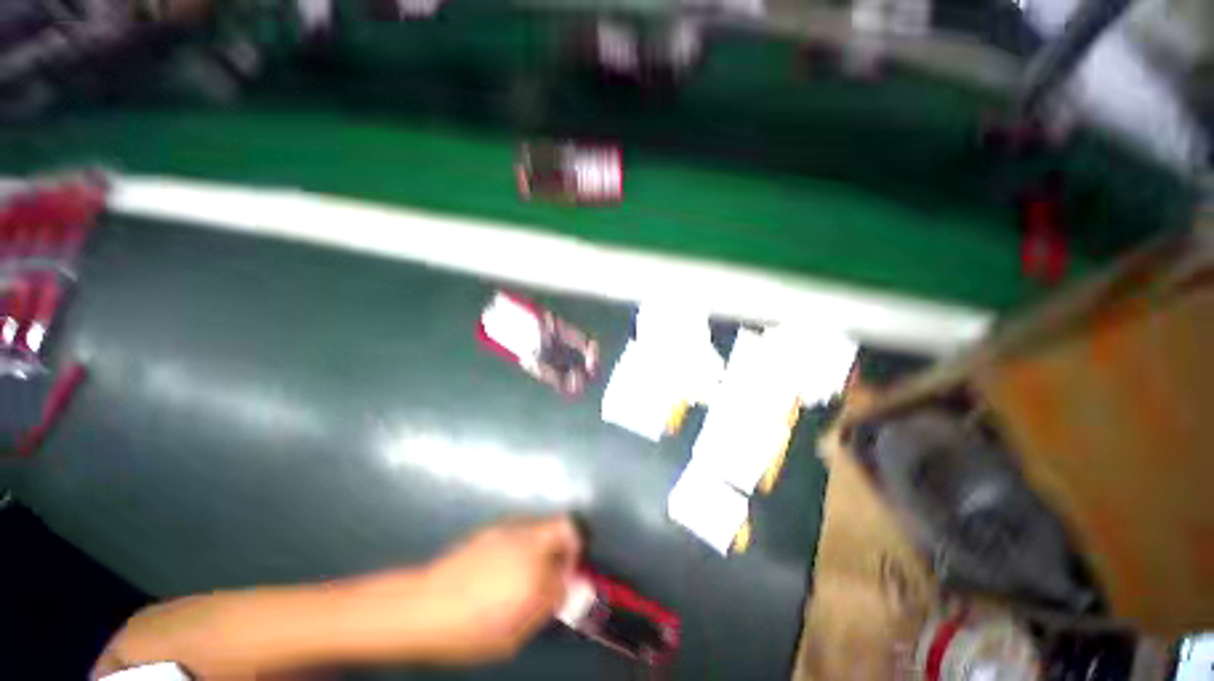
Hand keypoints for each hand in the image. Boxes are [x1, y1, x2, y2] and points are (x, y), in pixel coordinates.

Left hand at [410, 515, 583, 662]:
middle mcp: (528, 544)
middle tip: (561, 566)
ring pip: (545, 525)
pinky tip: (508, 564)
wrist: (423, 605)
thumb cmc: (467, 631)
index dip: (569, 583)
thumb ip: (542, 611)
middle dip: (571, 544)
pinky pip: (524, 529)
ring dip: (549, 542)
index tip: (563, 590)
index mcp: (534, 576)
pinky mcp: (496, 527)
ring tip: (532, 568)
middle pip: (565, 526)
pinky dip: (528, 542)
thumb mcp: (510, 637)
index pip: (567, 573)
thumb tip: (559, 594)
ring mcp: (511, 531)